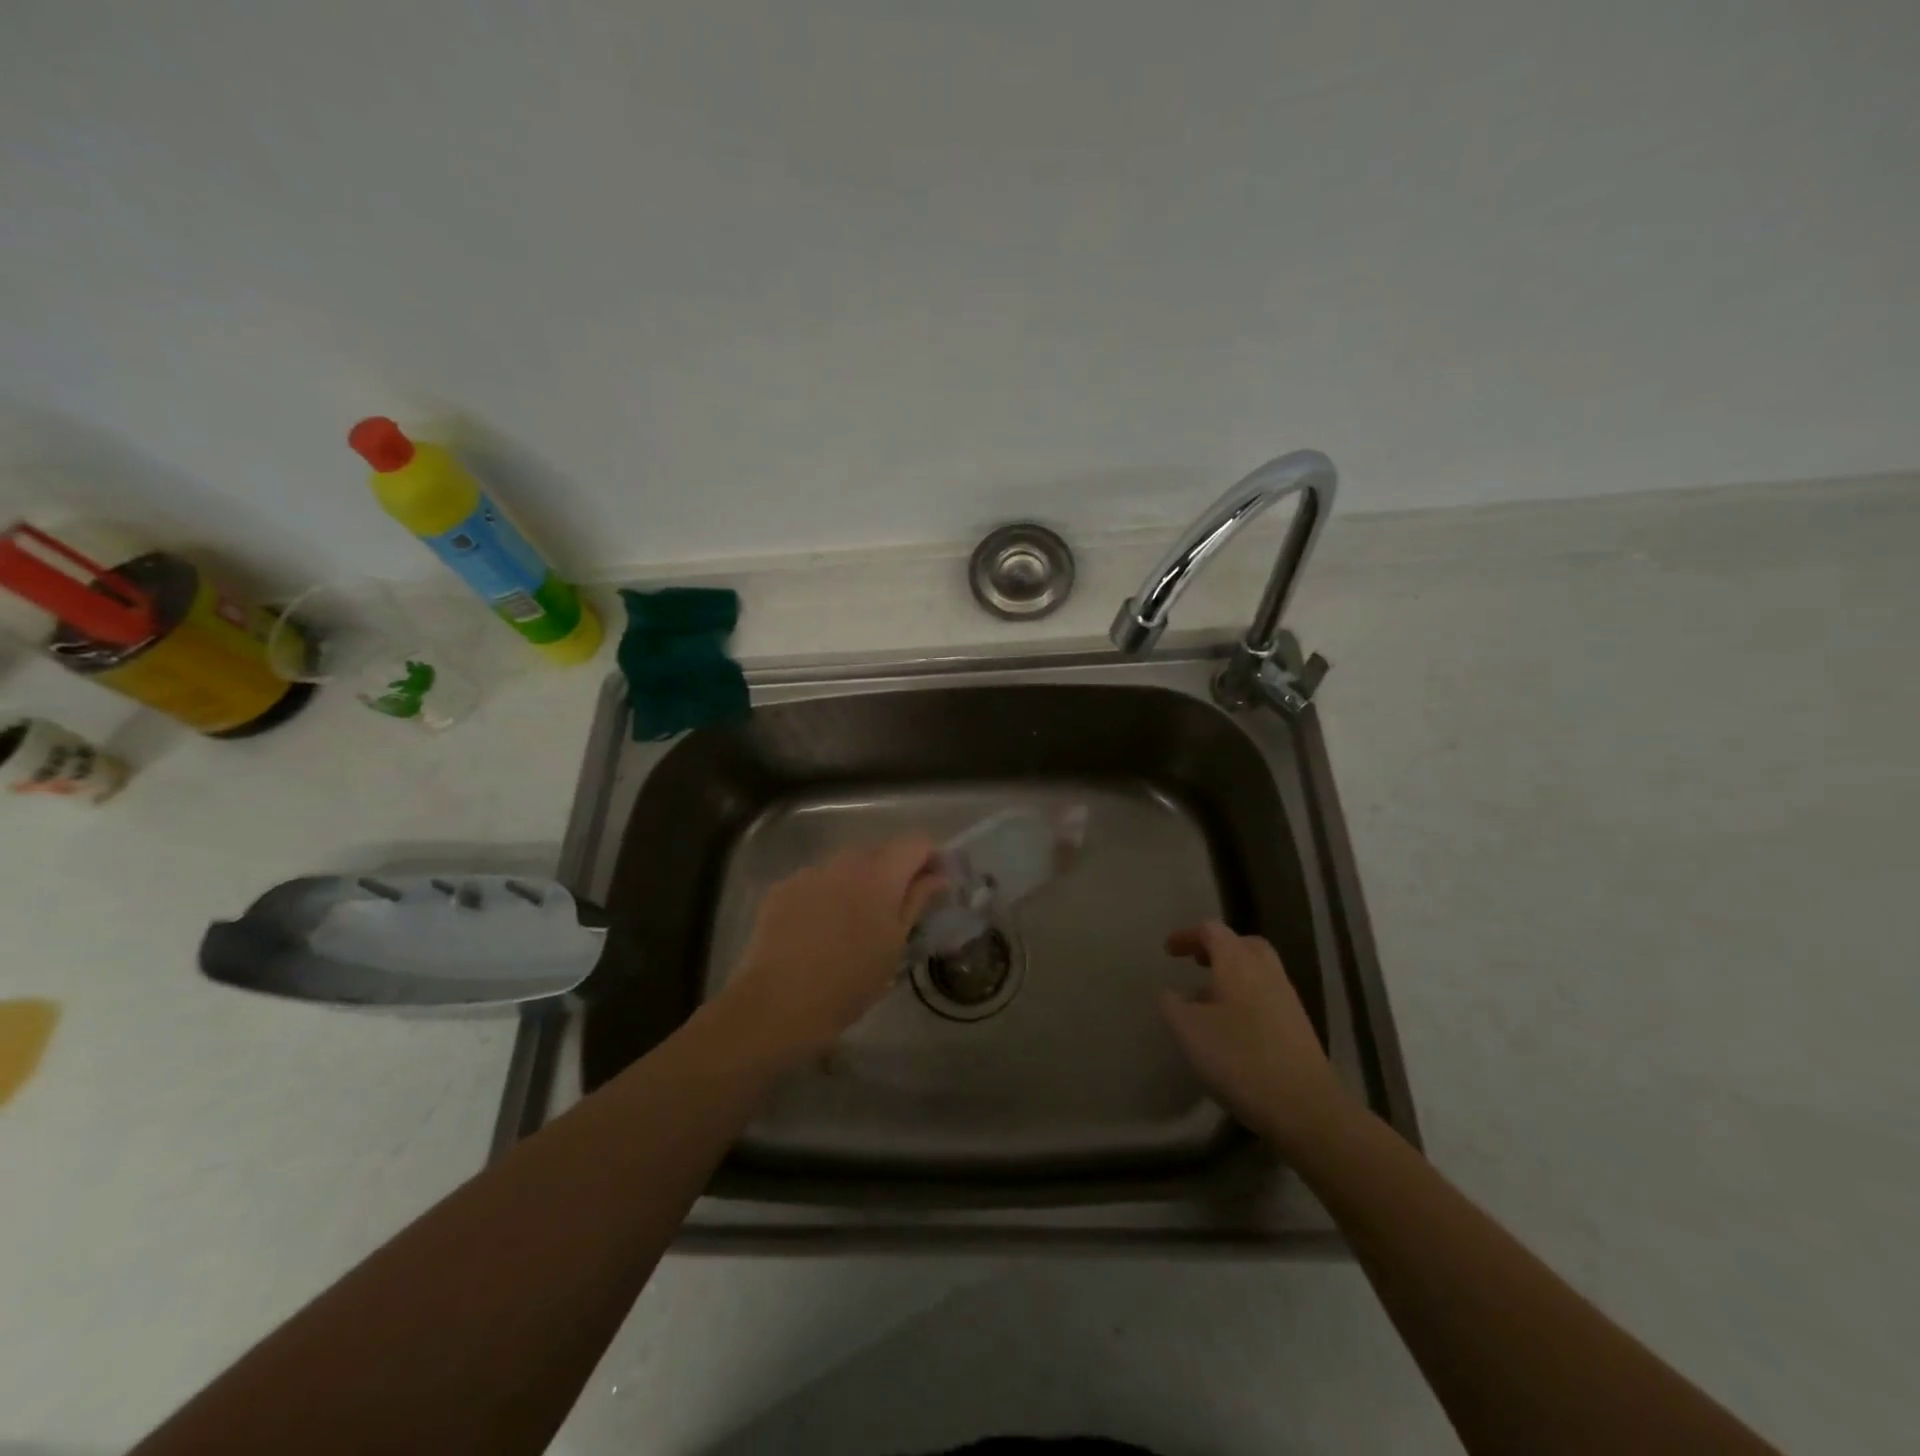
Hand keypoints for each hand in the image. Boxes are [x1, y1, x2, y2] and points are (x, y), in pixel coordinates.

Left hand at [713, 835, 945, 1066]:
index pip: (916, 842)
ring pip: (844, 867)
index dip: (930, 858)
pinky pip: (815, 881)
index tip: (933, 886)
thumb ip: (917, 901)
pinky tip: (818, 930)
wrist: (777, 1004)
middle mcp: (844, 860)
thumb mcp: (894, 945)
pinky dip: (825, 896)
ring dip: (856, 884)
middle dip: (893, 873)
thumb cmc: (849, 982)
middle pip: (879, 852)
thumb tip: (937, 877)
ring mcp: (809, 871)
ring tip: (852, 924)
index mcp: (880, 873)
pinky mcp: (782, 887)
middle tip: (894, 912)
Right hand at [1160, 921, 1348, 1148]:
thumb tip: (1171, 993)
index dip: (1188, 936)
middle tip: (1197, 964)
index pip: (1212, 930)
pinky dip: (1246, 997)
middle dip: (1217, 949)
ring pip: (1257, 971)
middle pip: (1242, 944)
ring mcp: (1287, 998)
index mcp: (1237, 962)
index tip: (1168, 951)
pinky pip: (1267, 995)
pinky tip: (1232, 1027)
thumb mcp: (1188, 1030)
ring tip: (1209, 1000)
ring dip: (1232, 975)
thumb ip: (1172, 1005)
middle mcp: (1266, 971)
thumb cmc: (1238, 1058)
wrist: (1304, 1105)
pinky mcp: (1298, 1026)